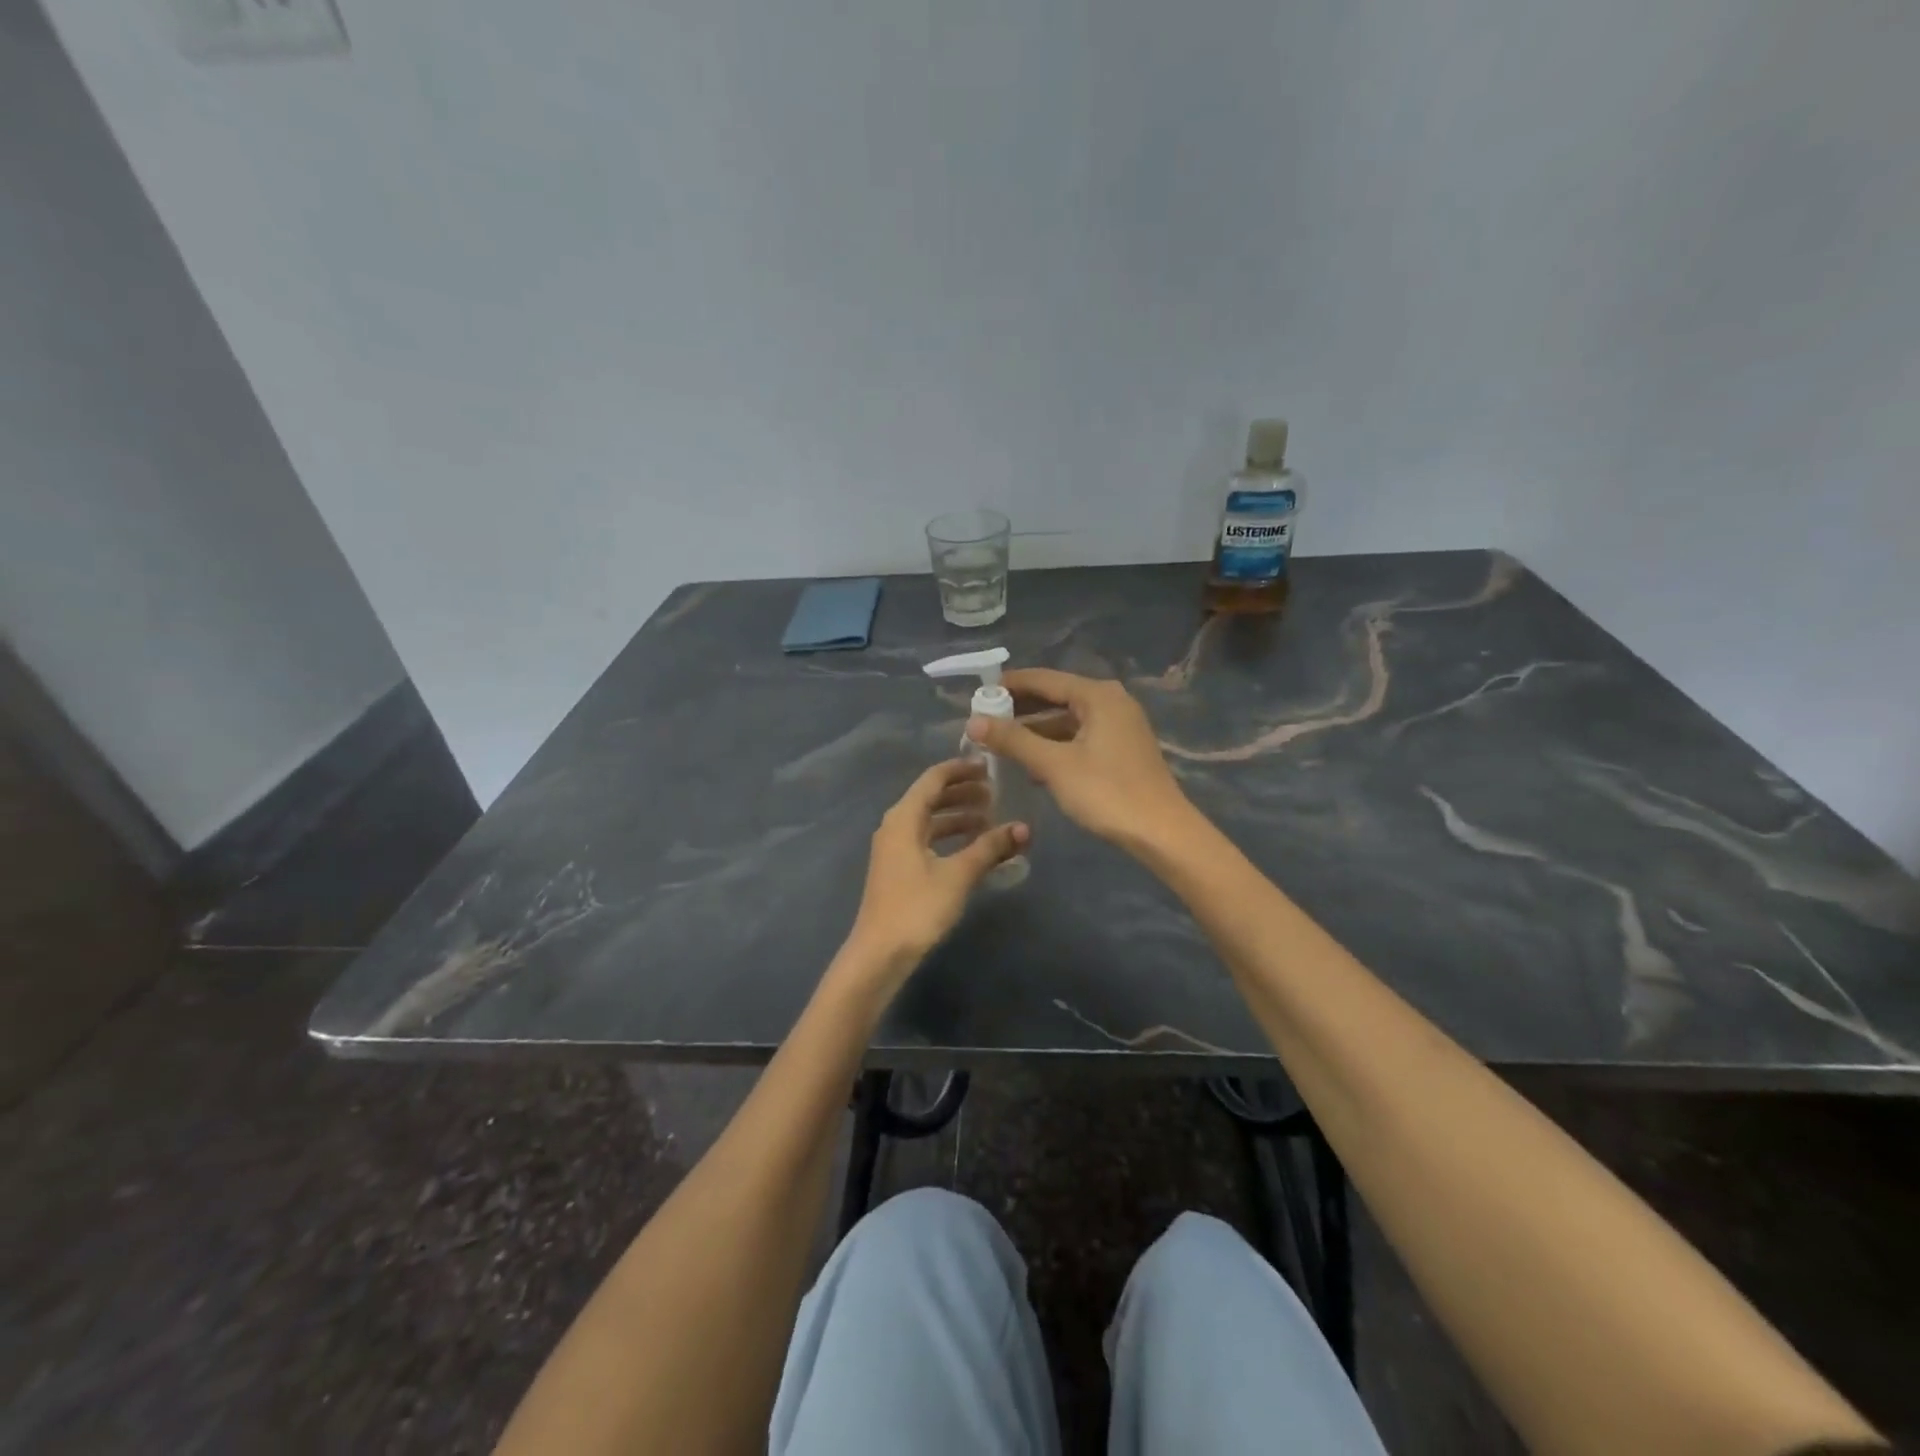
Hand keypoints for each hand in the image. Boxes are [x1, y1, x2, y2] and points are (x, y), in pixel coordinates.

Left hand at [842, 759, 1029, 985]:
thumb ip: (990, 848)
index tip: (989, 766)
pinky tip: (973, 847)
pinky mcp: (899, 868)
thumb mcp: (958, 875)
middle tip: (996, 793)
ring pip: (930, 820)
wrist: (880, 952)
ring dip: (958, 816)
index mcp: (904, 817)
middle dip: (963, 792)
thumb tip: (1023, 828)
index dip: (961, 769)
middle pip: (931, 797)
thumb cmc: (918, 907)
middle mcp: (895, 825)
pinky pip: (927, 839)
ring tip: (990, 819)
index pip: (934, 779)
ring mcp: (894, 848)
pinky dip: (949, 836)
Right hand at [967, 669, 1194, 853]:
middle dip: (1020, 708)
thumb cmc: (1106, 792)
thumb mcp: (1054, 765)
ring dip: (1035, 729)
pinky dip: (1055, 744)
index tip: (978, 693)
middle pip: (1057, 696)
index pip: (1044, 679)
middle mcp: (1111, 702)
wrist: (1161, 832)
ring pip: (1067, 719)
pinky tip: (1031, 763)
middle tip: (984, 720)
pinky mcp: (1122, 750)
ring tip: (1000, 742)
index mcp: (1097, 695)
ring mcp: (1120, 726)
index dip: (1010, 685)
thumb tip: (973, 721)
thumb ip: (1013, 740)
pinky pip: (1079, 737)